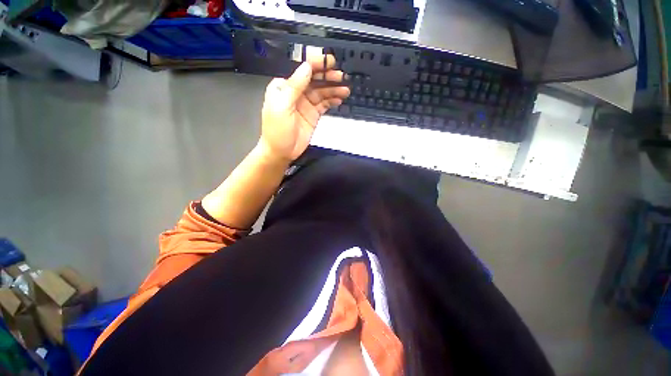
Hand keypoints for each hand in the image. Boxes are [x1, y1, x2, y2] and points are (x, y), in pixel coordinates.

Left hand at [259, 54, 349, 162]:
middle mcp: (296, 92)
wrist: (282, 152)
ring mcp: (306, 104)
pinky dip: (332, 100)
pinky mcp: (313, 114)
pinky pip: (324, 104)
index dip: (315, 64)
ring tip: (345, 89)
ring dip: (333, 89)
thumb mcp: (282, 107)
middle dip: (327, 76)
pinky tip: (339, 99)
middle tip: (340, 76)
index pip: (301, 71)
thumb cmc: (277, 131)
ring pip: (321, 92)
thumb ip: (294, 87)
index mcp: (284, 87)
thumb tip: (306, 67)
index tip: (328, 61)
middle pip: (314, 80)